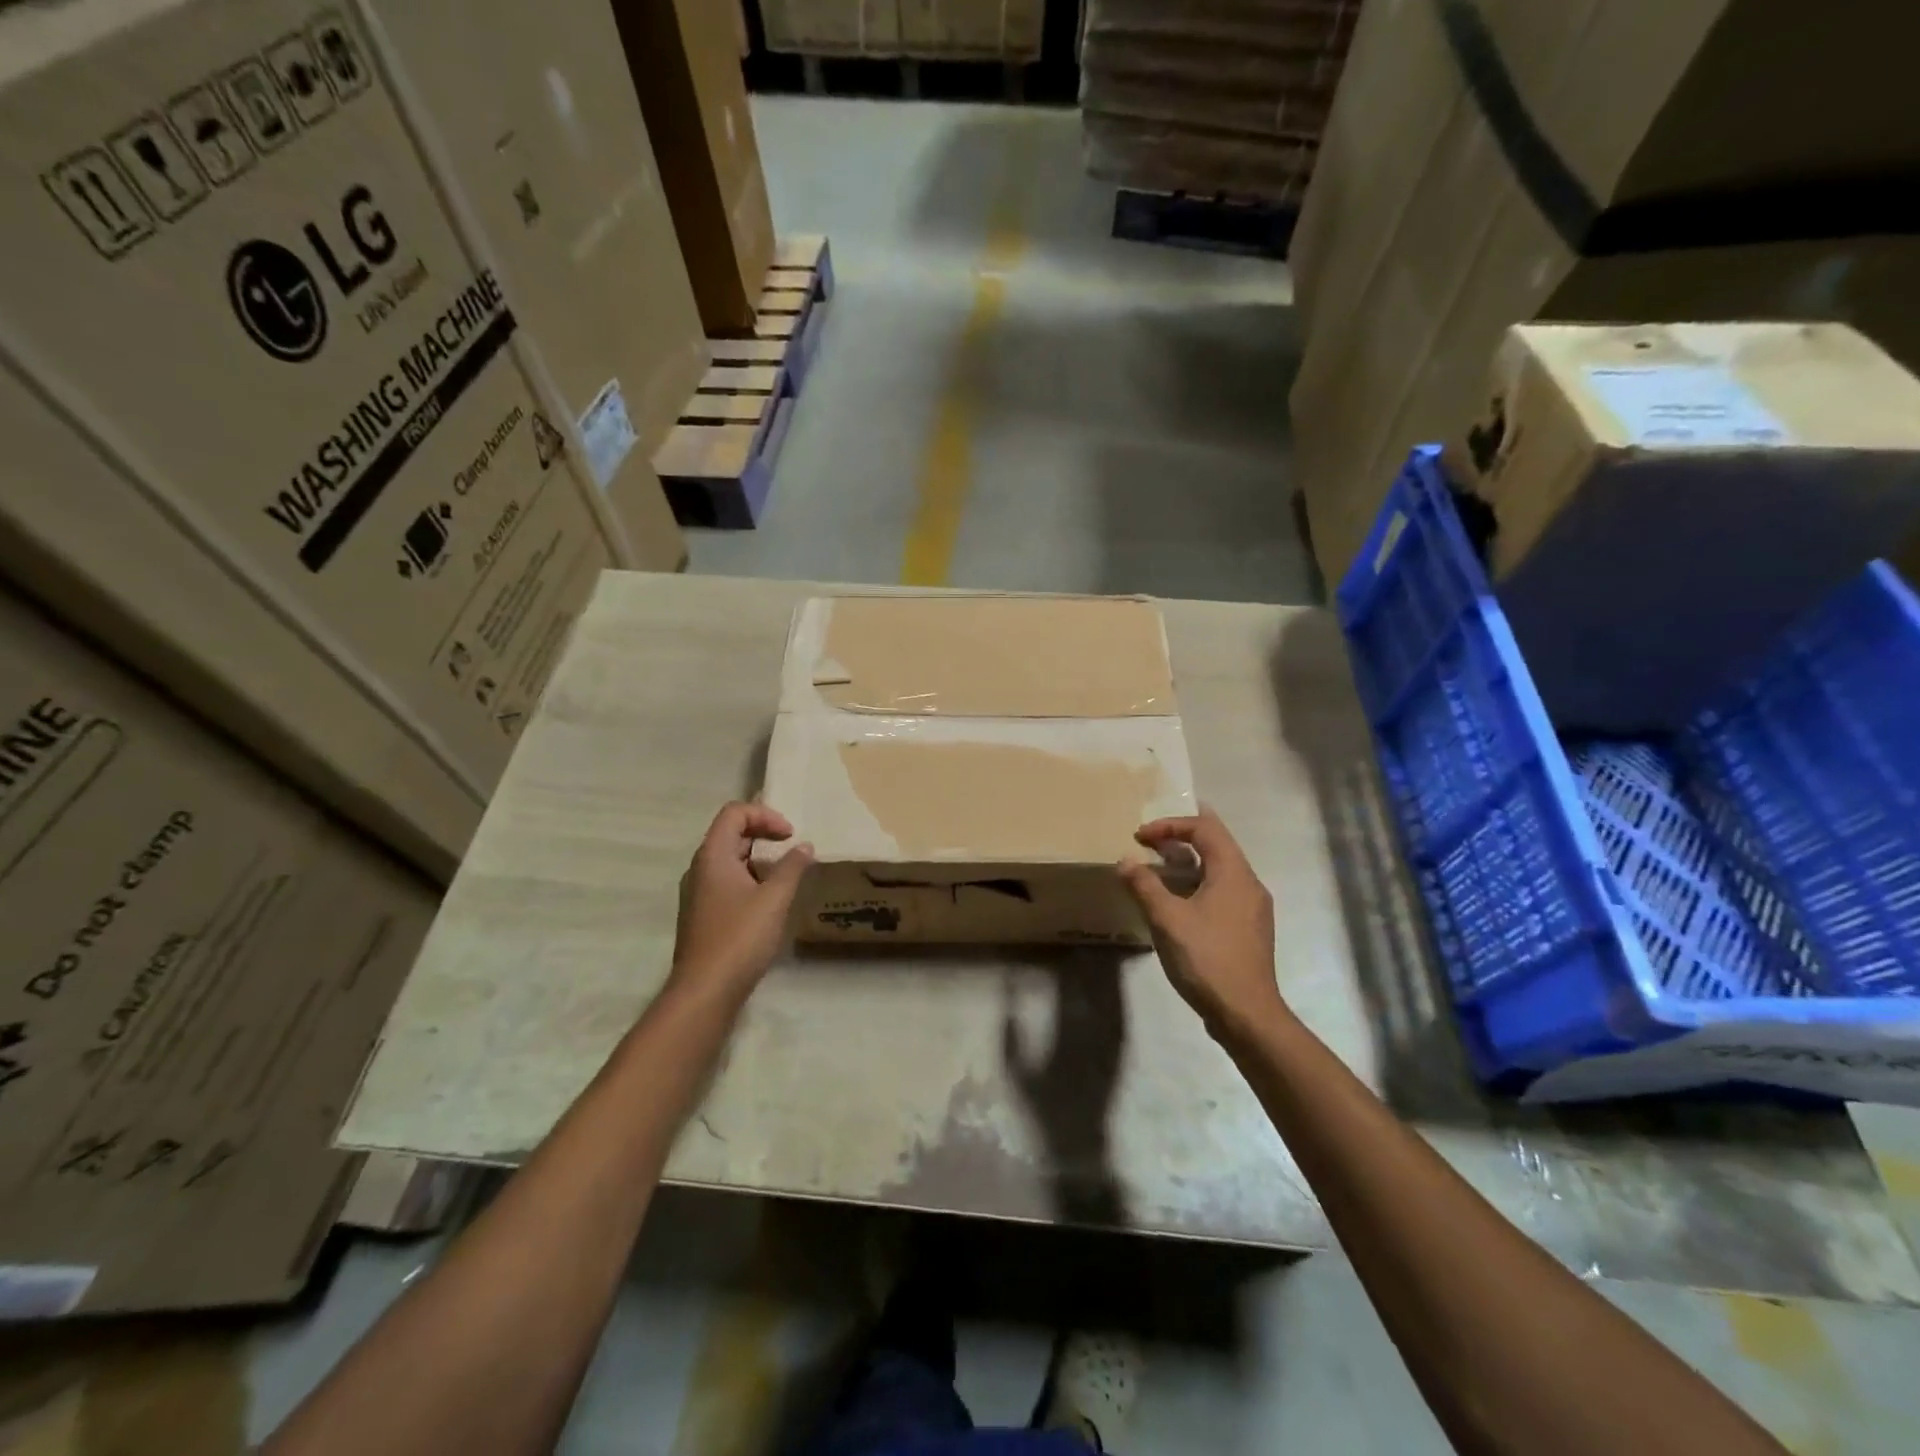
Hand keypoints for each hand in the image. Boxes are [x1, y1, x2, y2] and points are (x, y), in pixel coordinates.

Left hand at [669, 803, 812, 1007]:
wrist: (705, 991)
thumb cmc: (740, 938)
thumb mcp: (774, 899)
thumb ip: (792, 867)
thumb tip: (804, 846)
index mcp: (712, 856)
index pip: (734, 813)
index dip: (765, 815)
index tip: (789, 835)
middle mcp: (700, 868)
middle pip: (730, 833)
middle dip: (764, 834)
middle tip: (792, 849)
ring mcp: (698, 893)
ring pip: (730, 860)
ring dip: (759, 858)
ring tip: (786, 874)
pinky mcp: (703, 915)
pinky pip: (727, 882)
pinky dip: (750, 879)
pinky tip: (769, 901)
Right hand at [1120, 807, 1286, 1037]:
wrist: (1247, 1014)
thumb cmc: (1207, 959)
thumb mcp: (1167, 919)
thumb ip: (1144, 885)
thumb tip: (1125, 860)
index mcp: (1233, 872)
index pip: (1205, 827)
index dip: (1170, 824)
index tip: (1141, 836)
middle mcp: (1249, 883)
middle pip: (1216, 843)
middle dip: (1180, 837)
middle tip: (1148, 841)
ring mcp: (1252, 908)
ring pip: (1219, 869)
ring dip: (1188, 862)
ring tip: (1157, 869)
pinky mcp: (1248, 929)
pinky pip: (1222, 890)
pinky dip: (1197, 884)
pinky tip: (1178, 903)